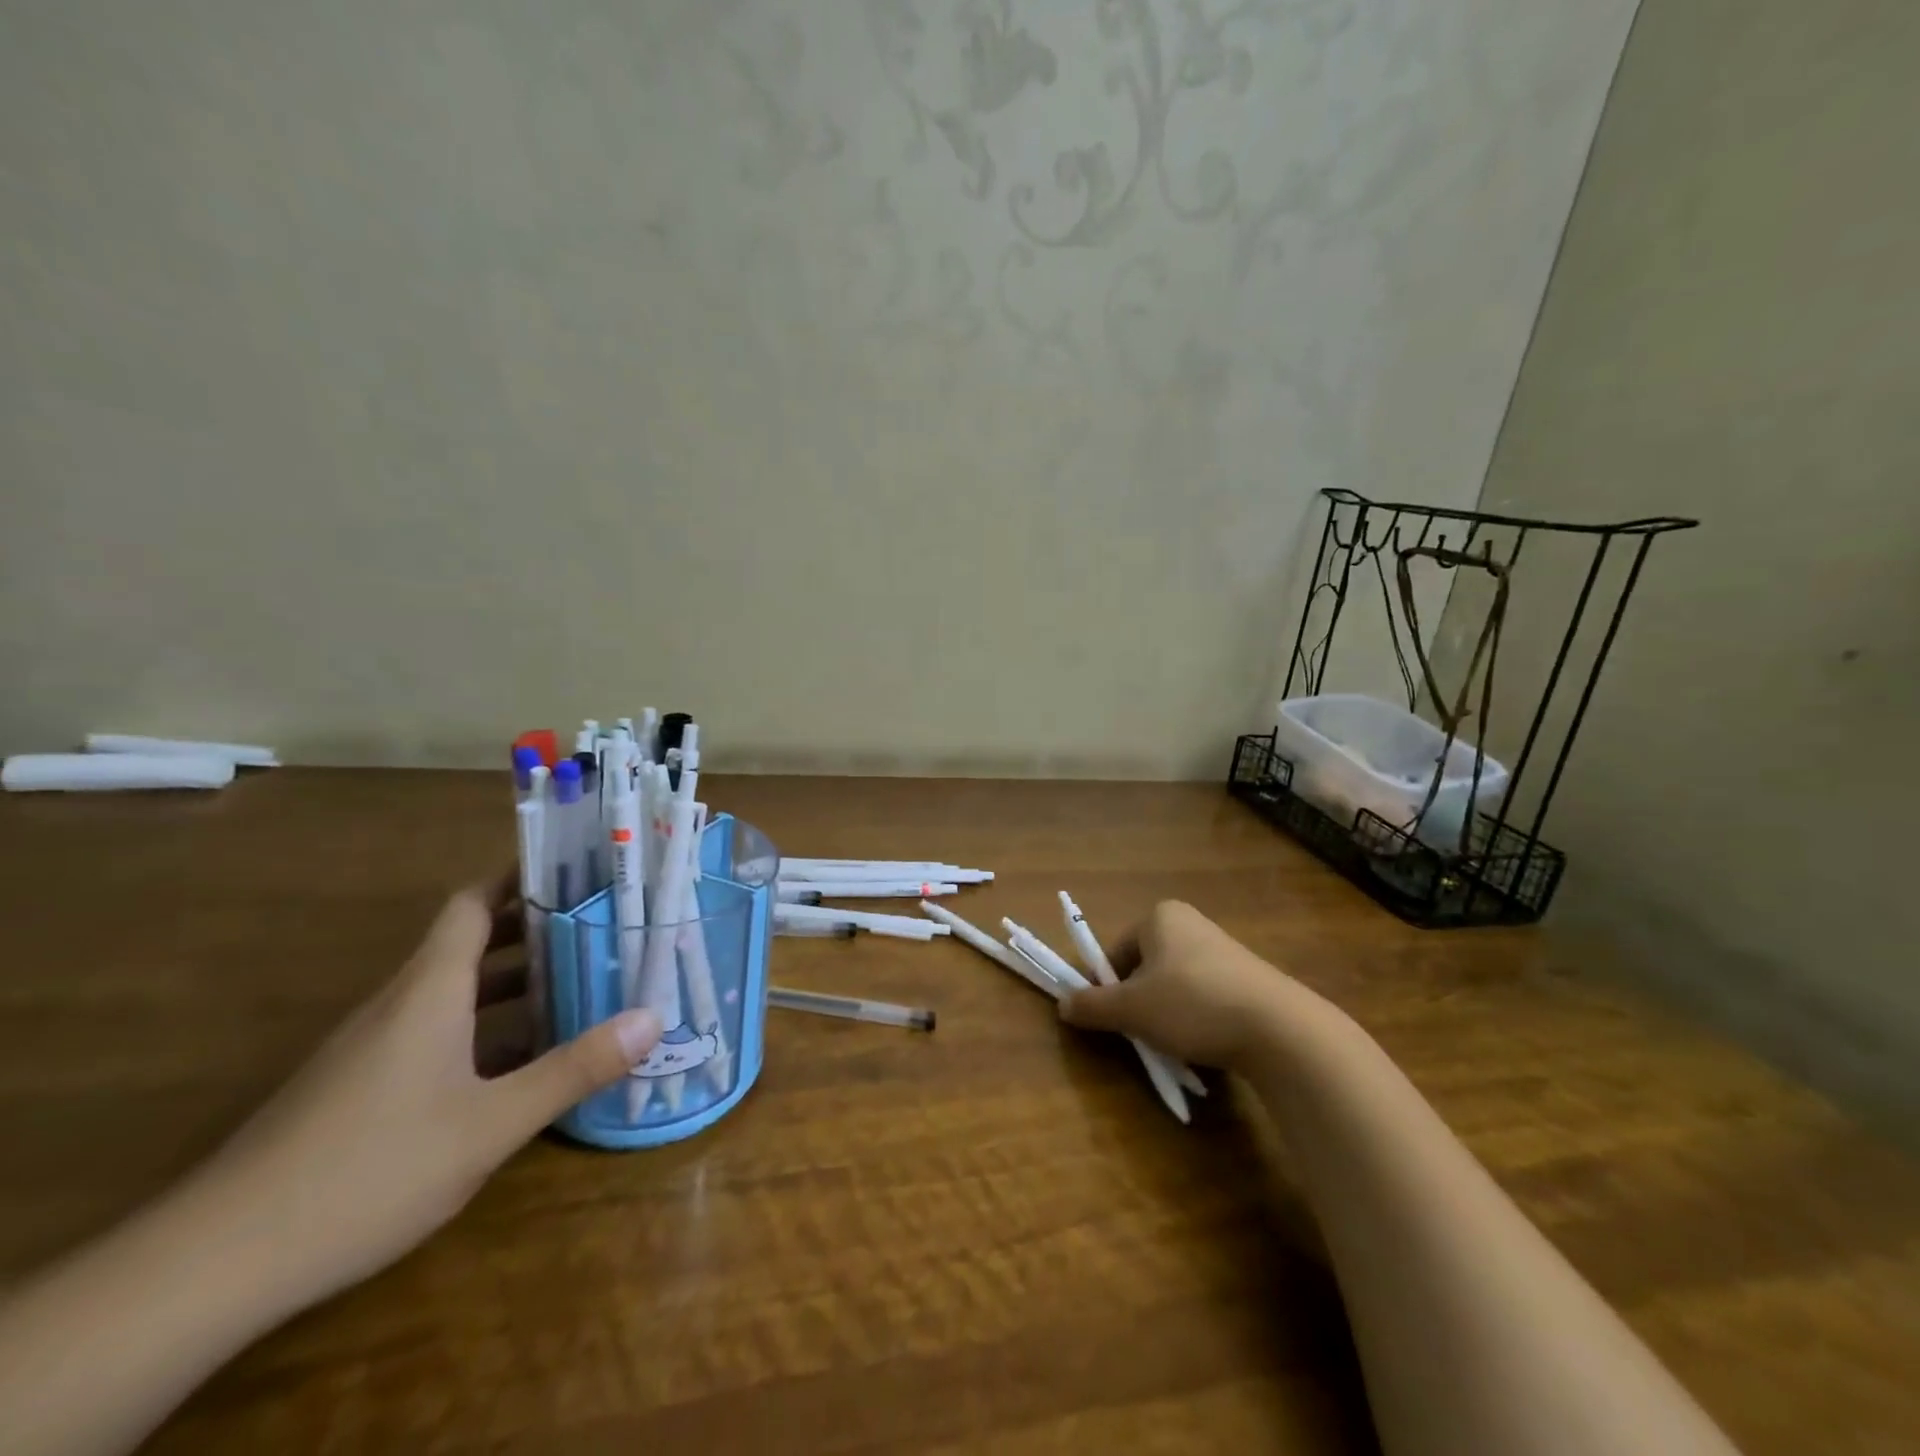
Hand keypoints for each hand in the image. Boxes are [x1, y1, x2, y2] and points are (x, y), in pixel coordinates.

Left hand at [197, 878, 661, 1311]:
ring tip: (581, 982)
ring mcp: (375, 1046)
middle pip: (472, 941)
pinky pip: (437, 1030)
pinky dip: (486, 1024)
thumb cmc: (368, 1169)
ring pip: (455, 989)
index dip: (519, 877)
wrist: (214, 1265)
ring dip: (515, 980)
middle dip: (536, 928)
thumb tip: (653, 1018)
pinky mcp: (361, 1086)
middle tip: (603, 925)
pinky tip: (522, 1058)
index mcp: (430, 990)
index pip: (473, 903)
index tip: (575, 868)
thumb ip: (574, 1069)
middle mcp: (401, 1003)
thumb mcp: (490, 1124)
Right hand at [1059, 900, 1332, 1070]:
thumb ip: (1093, 1006)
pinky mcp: (1249, 978)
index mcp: (1160, 916)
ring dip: (1168, 1013)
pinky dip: (1199, 1019)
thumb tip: (1062, 1005)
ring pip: (1176, 985)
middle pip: (1145, 968)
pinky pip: (1206, 997)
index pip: (1116, 951)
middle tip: (1143, 1033)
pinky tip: (1207, 1044)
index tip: (1112, 1019)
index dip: (1107, 987)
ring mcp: (1224, 949)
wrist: (1280, 1029)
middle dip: (1140, 1002)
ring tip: (1177, 1043)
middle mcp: (1191, 923)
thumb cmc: (1192, 1004)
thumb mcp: (1132, 1010)